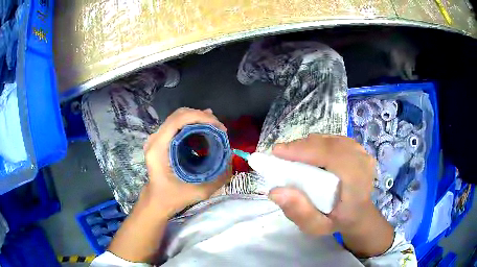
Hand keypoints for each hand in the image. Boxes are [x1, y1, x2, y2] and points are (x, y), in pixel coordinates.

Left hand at [143, 107, 231, 217]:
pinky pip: (177, 124)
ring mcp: (156, 138)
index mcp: (159, 148)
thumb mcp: (199, 191)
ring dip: (198, 118)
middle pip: (179, 115)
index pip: (179, 120)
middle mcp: (155, 139)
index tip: (219, 127)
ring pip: (178, 117)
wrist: (157, 201)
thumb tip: (231, 158)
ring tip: (215, 128)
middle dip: (202, 116)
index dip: (201, 117)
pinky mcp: (160, 140)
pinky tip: (204, 128)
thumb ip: (218, 177)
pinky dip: (192, 123)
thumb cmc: (173, 198)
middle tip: (220, 128)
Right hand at [268, 134, 393, 256]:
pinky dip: (318, 143)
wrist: (359, 213)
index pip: (331, 156)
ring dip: (309, 144)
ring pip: (330, 139)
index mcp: (357, 182)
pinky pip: (334, 139)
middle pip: (329, 144)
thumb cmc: (338, 221)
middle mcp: (363, 162)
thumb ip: (299, 212)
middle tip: (281, 154)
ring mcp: (362, 152)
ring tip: (292, 154)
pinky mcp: (358, 148)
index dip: (304, 150)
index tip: (278, 152)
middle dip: (302, 146)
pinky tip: (308, 152)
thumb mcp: (317, 226)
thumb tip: (275, 192)